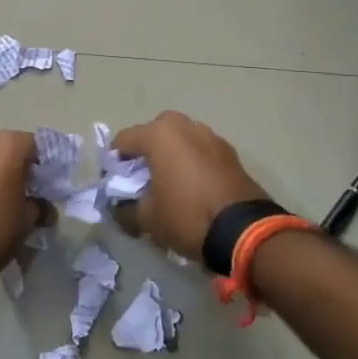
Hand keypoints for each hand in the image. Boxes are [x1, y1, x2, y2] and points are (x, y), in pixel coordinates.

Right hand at [109, 112, 271, 261]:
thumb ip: (125, 209)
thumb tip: (119, 207)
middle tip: (143, 176)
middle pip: (155, 130)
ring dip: (172, 152)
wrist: (244, 231)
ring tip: (170, 181)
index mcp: (160, 135)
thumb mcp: (147, 219)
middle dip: (146, 148)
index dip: (113, 162)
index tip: (113, 184)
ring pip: (182, 137)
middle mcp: (185, 127)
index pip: (124, 140)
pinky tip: (193, 186)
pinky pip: (202, 149)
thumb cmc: (187, 216)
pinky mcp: (230, 153)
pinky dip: (193, 160)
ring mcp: (211, 137)